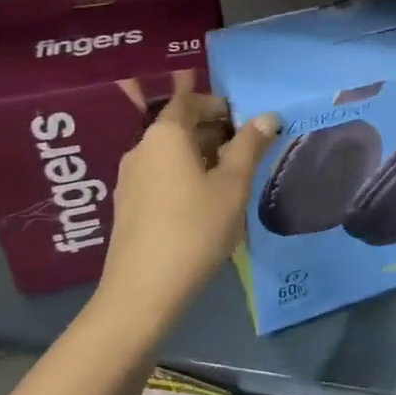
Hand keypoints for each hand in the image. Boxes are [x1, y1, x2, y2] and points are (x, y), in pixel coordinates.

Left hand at [98, 95, 278, 326]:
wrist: (143, 293)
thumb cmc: (195, 228)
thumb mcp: (233, 185)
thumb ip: (250, 146)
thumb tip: (267, 116)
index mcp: (165, 135)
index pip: (190, 101)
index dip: (219, 105)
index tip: (247, 123)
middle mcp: (141, 149)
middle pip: (180, 127)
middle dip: (215, 133)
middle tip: (249, 153)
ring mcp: (130, 180)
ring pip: (171, 155)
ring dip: (202, 158)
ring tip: (233, 181)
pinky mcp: (128, 208)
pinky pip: (161, 177)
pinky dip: (185, 179)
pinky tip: (206, 206)